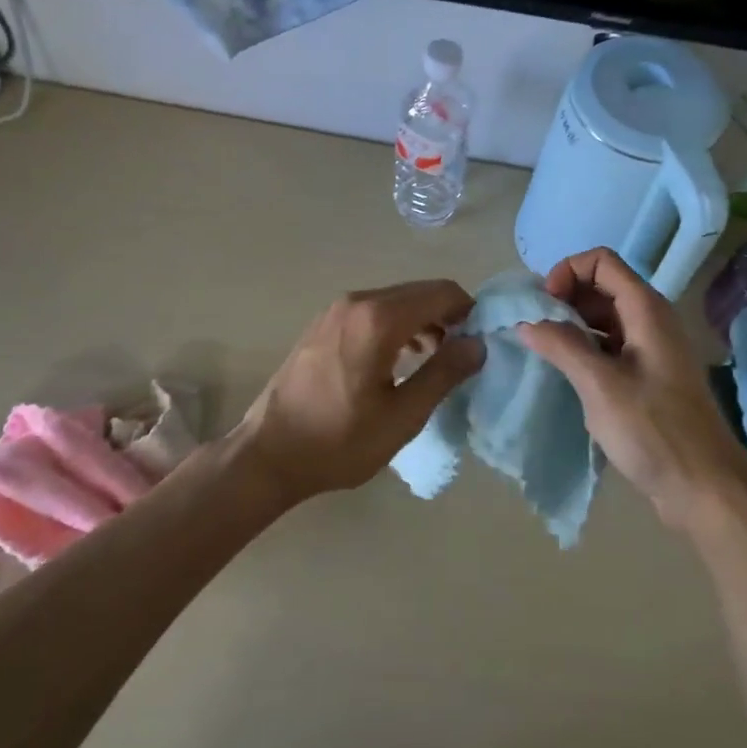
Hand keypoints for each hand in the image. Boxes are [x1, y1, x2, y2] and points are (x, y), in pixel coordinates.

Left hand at [233, 280, 483, 501]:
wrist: (268, 455)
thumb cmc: (339, 441)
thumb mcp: (402, 416)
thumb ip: (444, 374)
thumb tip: (477, 345)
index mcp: (378, 319)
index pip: (441, 292)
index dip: (468, 311)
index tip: (479, 343)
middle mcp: (357, 302)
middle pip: (418, 292)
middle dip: (446, 316)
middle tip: (460, 355)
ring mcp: (335, 311)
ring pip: (394, 301)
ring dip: (421, 322)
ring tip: (433, 361)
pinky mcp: (322, 325)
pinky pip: (371, 313)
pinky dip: (395, 326)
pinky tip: (397, 360)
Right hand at [516, 248, 746, 532]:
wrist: (705, 489)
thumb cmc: (654, 432)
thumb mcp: (601, 386)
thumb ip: (562, 346)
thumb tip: (526, 321)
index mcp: (646, 310)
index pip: (601, 261)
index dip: (566, 273)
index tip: (542, 307)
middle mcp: (650, 320)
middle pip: (601, 285)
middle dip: (564, 298)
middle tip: (534, 330)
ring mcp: (650, 349)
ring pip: (603, 317)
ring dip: (571, 324)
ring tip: (542, 350)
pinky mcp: (647, 377)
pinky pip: (609, 346)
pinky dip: (584, 348)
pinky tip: (564, 373)